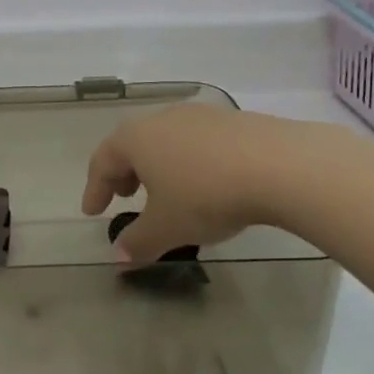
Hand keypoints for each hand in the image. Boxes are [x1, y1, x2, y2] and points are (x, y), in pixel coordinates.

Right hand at [82, 104, 355, 263]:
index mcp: (135, 139)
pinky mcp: (235, 121)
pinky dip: (190, 162)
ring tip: (166, 190)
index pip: (103, 162)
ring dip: (159, 166)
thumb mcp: (167, 227)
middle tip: (125, 196)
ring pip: (166, 141)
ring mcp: (200, 116)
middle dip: (125, 172)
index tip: (92, 211)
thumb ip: (138, 242)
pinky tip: (207, 183)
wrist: (281, 166)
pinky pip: (198, 142)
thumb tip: (119, 257)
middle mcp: (162, 120)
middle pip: (132, 144)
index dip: (94, 189)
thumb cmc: (207, 195)